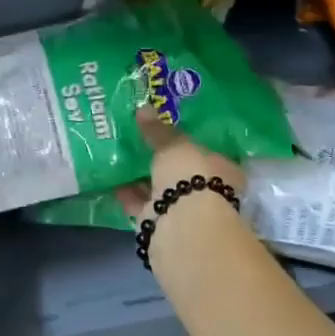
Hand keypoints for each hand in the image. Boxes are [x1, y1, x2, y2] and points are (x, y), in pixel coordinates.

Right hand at [115, 106, 243, 222]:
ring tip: (119, 156)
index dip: (186, 141)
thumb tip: (143, 108)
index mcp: (223, 170)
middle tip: (138, 140)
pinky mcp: (162, 227)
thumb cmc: (191, 177)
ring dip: (142, 177)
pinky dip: (128, 194)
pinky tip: (111, 179)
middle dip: (161, 160)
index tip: (165, 131)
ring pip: (161, 189)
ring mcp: (185, 211)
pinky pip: (142, 205)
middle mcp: (208, 191)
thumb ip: (158, 130)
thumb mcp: (174, 146)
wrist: (183, 228)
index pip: (205, 151)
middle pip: (181, 172)